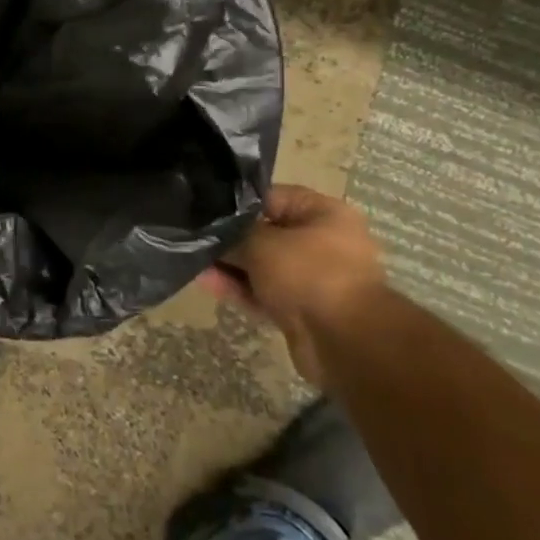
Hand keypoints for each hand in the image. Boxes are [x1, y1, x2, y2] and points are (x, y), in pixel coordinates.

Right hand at [202, 183, 390, 385]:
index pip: (271, 198)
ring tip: (194, 262)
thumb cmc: (308, 274)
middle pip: (266, 234)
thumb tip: (209, 232)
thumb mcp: (261, 244)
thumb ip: (232, 235)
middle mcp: (324, 242)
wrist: (344, 342)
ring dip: (231, 266)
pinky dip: (240, 289)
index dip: (236, 203)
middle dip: (231, 240)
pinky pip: (266, 292)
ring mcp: (314, 279)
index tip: (205, 209)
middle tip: (195, 238)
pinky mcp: (304, 310)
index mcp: (324, 214)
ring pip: (263, 266)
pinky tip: (208, 283)